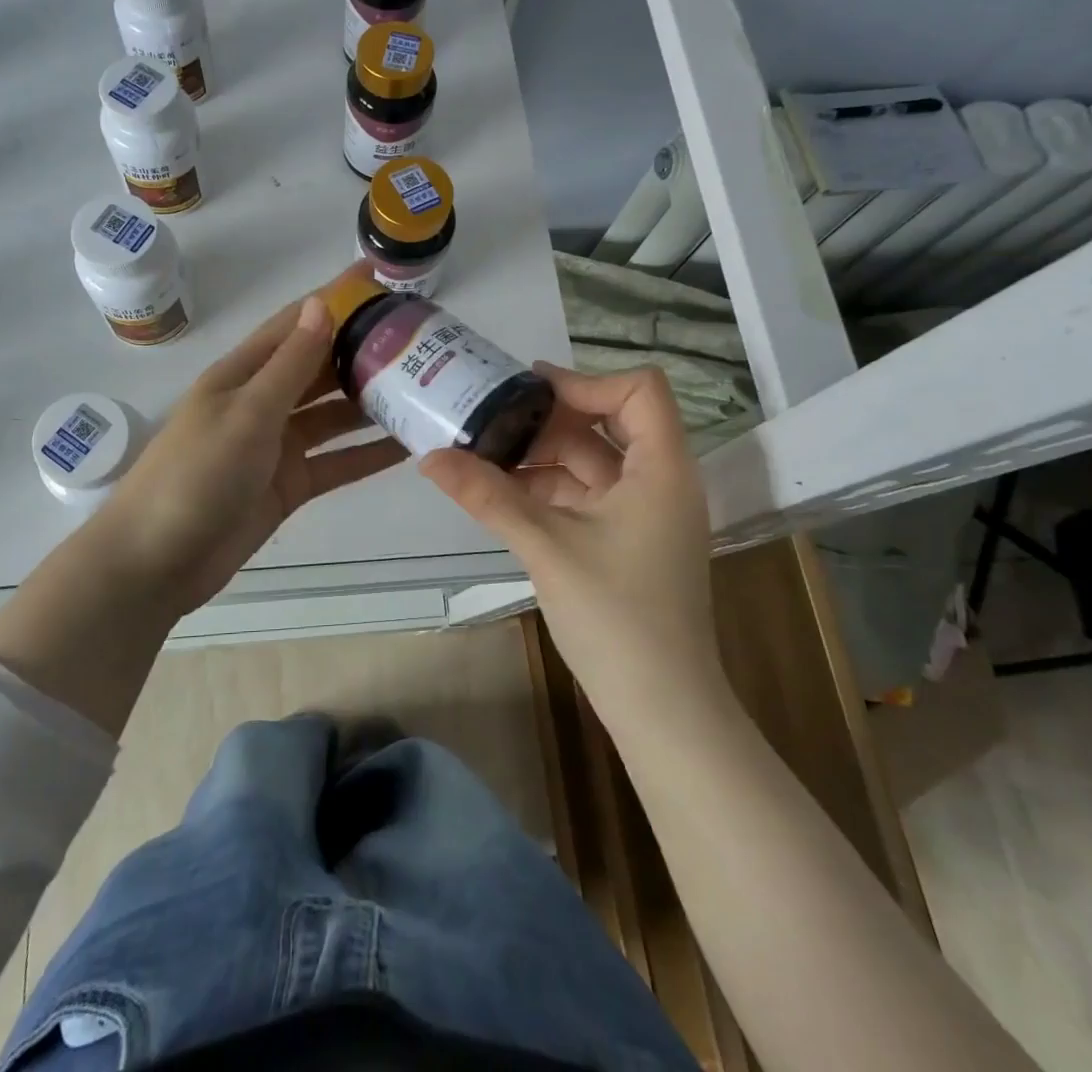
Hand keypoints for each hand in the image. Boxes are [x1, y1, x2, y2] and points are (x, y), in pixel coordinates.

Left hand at [96, 275, 407, 615]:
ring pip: (334, 415)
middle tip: (420, 339)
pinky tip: (408, 446)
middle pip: (319, 368)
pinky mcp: (289, 485)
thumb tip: (320, 303)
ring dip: (372, 403)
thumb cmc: (195, 475)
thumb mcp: (246, 413)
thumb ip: (289, 363)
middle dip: (362, 351)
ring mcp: (277, 446)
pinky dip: (368, 454)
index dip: (334, 298)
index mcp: (243, 373)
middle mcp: (262, 402)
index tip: (379, 276)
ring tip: (425, 388)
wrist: (156, 562)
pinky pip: (336, 463)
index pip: (295, 324)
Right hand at [420, 363, 717, 702]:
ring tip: (482, 454)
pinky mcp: (626, 541)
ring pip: (591, 463)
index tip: (527, 391)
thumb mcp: (546, 546)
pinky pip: (585, 496)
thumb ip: (488, 495)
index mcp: (662, 468)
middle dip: (548, 420)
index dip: (584, 381)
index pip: (638, 390)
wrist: (662, 709)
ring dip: (540, 457)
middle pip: (608, 423)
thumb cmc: (616, 616)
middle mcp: (659, 481)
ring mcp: (643, 514)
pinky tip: (501, 494)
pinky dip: (547, 490)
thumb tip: (429, 458)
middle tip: (490, 418)